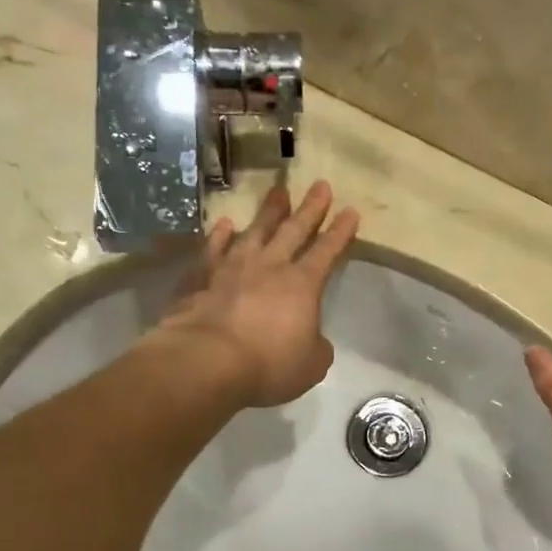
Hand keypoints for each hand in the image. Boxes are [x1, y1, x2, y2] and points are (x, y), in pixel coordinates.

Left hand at [154, 180, 359, 407]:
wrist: (205, 361)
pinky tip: (225, 224)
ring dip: (269, 212)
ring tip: (279, 192)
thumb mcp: (310, 366)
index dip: (340, 232)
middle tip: (321, 185)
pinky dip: (220, 235)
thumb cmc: (268, 365)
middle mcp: (270, 266)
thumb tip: (313, 340)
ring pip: (255, 232)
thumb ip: (316, 348)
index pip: (327, 252)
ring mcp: (232, 267)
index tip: (350, 211)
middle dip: (311, 208)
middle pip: (294, 230)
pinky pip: (213, 249)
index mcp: (303, 285)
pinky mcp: (201, 277)